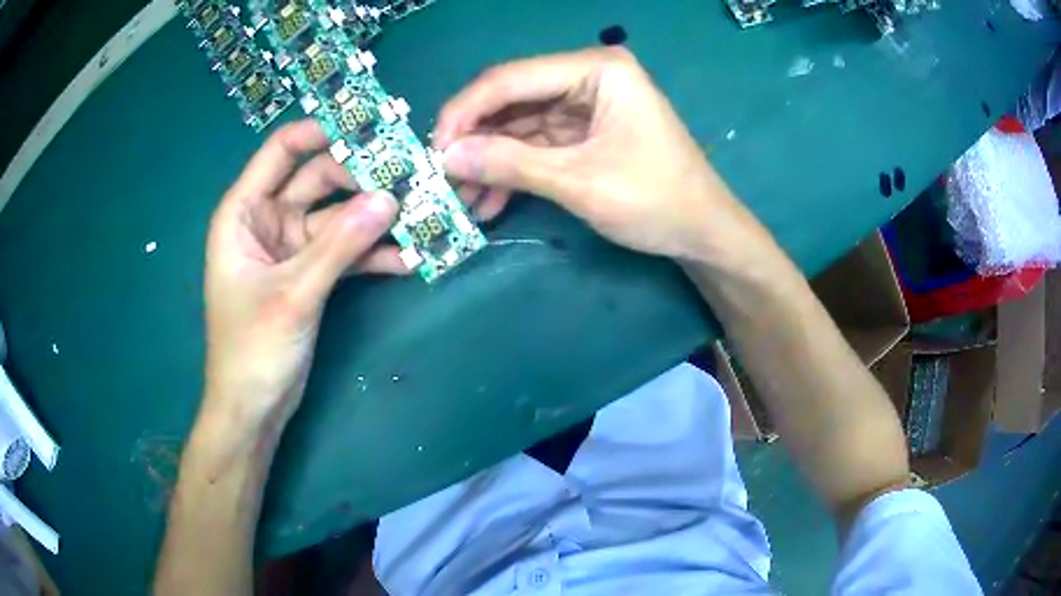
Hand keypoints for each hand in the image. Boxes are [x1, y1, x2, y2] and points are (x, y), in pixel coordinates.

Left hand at [203, 120, 405, 432]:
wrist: (253, 408)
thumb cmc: (253, 349)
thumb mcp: (293, 293)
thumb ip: (339, 245)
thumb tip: (390, 199)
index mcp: (244, 212)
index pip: (281, 151)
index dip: (321, 133)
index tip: (369, 129)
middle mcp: (267, 221)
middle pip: (317, 179)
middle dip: (360, 178)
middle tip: (409, 176)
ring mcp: (291, 248)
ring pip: (336, 217)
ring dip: (373, 219)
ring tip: (419, 215)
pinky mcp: (310, 274)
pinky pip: (343, 252)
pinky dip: (371, 255)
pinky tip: (407, 258)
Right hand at [434, 47, 758, 262]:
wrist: (703, 232)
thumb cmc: (656, 201)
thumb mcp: (580, 182)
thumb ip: (512, 163)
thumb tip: (447, 157)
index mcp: (596, 70)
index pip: (510, 79)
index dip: (465, 113)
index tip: (433, 151)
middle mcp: (587, 76)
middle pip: (511, 99)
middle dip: (475, 140)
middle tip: (442, 178)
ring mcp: (585, 104)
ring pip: (518, 125)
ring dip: (489, 161)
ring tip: (462, 199)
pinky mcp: (583, 131)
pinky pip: (535, 144)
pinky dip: (512, 170)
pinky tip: (489, 200)